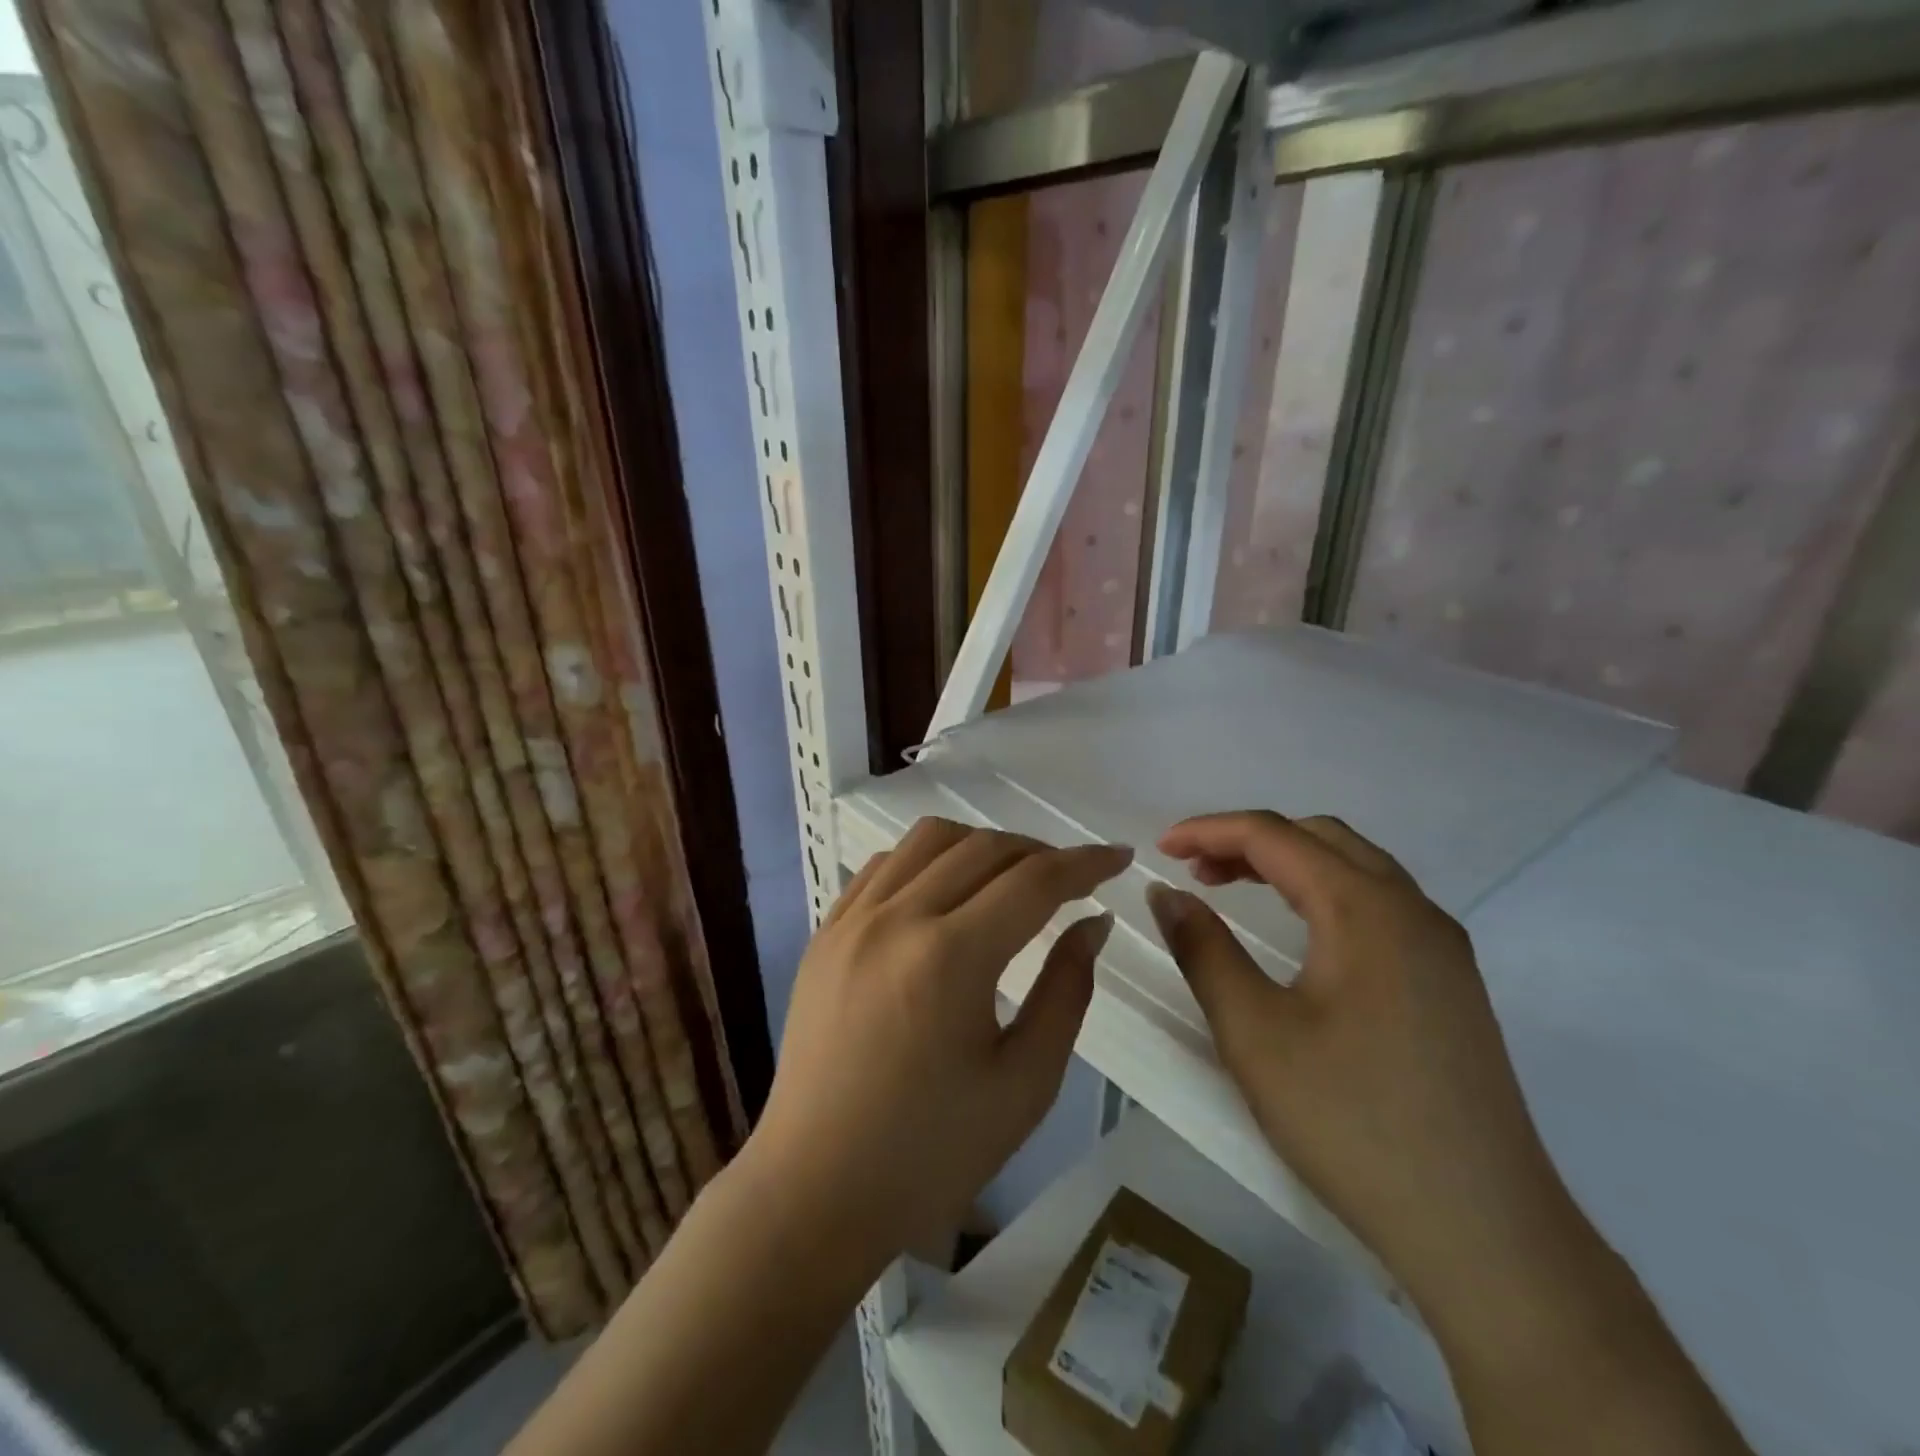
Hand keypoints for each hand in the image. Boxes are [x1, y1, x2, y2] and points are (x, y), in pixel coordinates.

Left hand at [744, 817, 1130, 1273]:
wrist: (817, 1189)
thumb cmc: (932, 1153)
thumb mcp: (1025, 1082)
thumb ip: (1067, 990)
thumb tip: (1093, 923)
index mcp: (950, 958)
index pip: (1033, 881)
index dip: (1085, 863)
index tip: (1119, 858)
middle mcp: (896, 919)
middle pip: (983, 848)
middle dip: (1040, 852)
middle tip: (1073, 880)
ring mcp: (851, 920)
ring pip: (928, 839)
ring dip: (981, 845)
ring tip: (1011, 878)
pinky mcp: (825, 932)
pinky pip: (883, 865)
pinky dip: (926, 860)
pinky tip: (945, 892)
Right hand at [1145, 811, 1576, 1330]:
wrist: (1482, 1232)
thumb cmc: (1351, 1121)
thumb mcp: (1254, 1032)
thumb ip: (1204, 950)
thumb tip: (1167, 893)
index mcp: (1366, 908)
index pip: (1275, 836)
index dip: (1210, 831)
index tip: (1160, 850)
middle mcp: (1413, 910)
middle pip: (1321, 838)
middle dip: (1249, 841)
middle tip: (1194, 870)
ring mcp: (1441, 948)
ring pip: (1355, 868)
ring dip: (1289, 863)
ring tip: (1232, 889)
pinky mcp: (1450, 984)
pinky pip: (1379, 905)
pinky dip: (1323, 893)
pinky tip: (1300, 932)